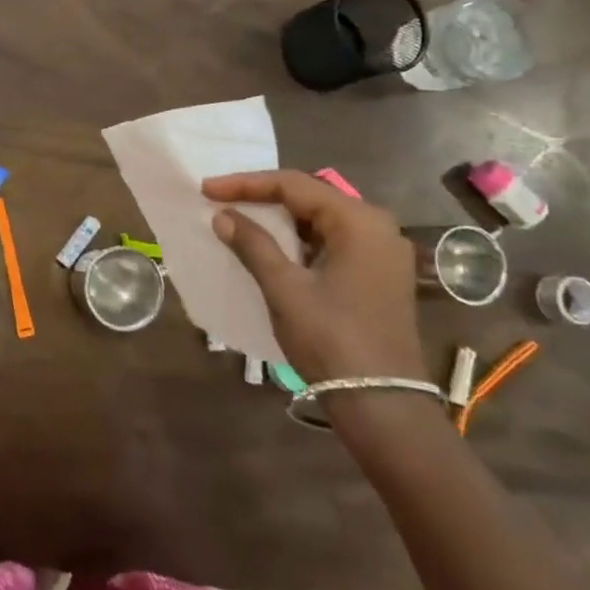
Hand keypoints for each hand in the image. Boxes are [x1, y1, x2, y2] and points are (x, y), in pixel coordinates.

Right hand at [202, 170, 426, 384]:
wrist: (382, 405)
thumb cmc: (331, 339)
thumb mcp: (285, 288)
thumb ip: (253, 244)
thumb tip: (223, 215)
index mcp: (359, 221)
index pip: (294, 185)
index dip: (246, 184)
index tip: (207, 189)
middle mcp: (377, 227)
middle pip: (310, 197)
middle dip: (263, 196)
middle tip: (221, 199)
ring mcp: (382, 252)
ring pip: (320, 220)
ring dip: (280, 219)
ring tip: (238, 217)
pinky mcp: (379, 275)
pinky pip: (332, 241)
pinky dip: (299, 239)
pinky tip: (271, 245)